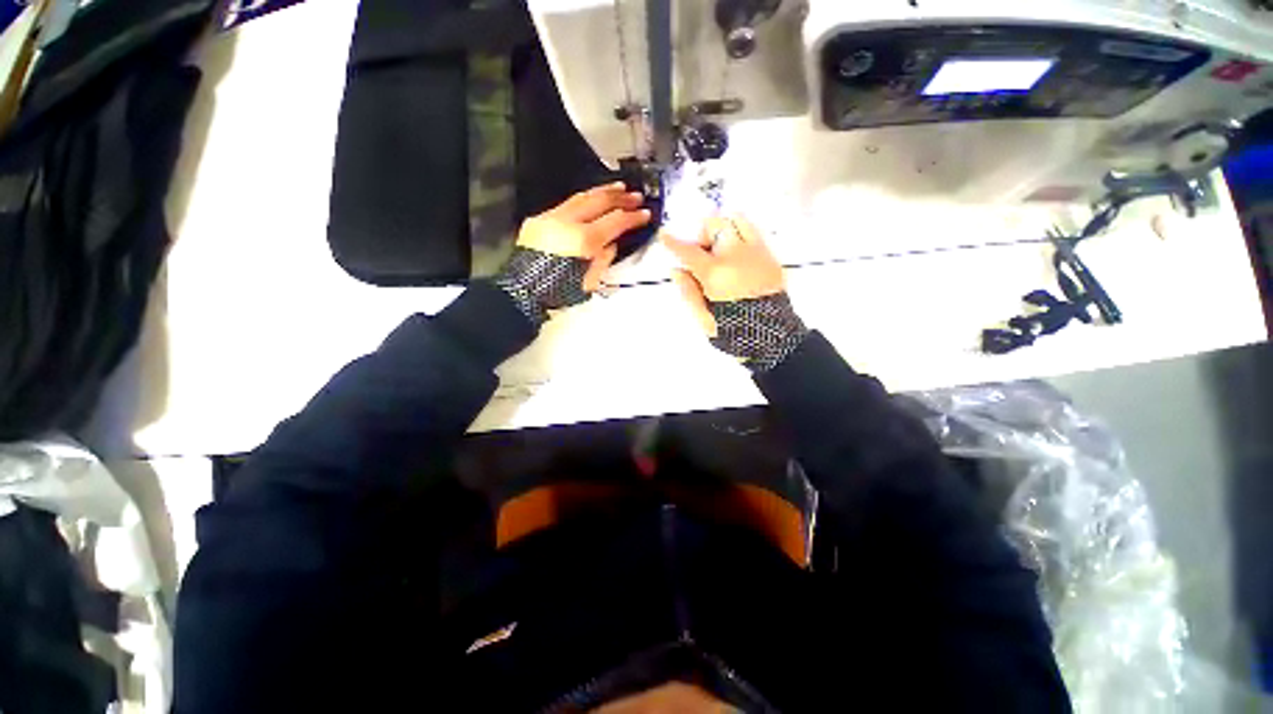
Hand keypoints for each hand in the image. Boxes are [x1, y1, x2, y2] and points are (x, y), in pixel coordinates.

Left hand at [517, 182, 650, 290]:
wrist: (523, 290)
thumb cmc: (558, 292)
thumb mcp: (589, 282)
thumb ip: (603, 259)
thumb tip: (610, 243)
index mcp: (583, 240)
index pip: (615, 222)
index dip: (633, 217)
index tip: (645, 214)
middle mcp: (568, 222)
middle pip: (599, 201)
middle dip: (620, 197)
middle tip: (636, 196)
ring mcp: (552, 217)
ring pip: (581, 197)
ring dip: (602, 191)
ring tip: (618, 188)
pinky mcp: (540, 219)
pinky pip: (566, 204)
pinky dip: (583, 199)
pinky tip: (591, 200)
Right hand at [660, 215, 807, 372]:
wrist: (772, 337)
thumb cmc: (733, 331)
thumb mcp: (703, 318)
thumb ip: (688, 291)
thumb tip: (677, 270)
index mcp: (716, 274)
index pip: (689, 251)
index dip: (673, 243)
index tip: (665, 236)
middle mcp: (736, 256)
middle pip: (715, 225)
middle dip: (702, 234)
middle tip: (701, 252)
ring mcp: (756, 253)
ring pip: (737, 220)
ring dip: (723, 229)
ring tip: (720, 248)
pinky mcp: (770, 257)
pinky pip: (755, 232)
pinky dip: (740, 235)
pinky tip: (737, 254)